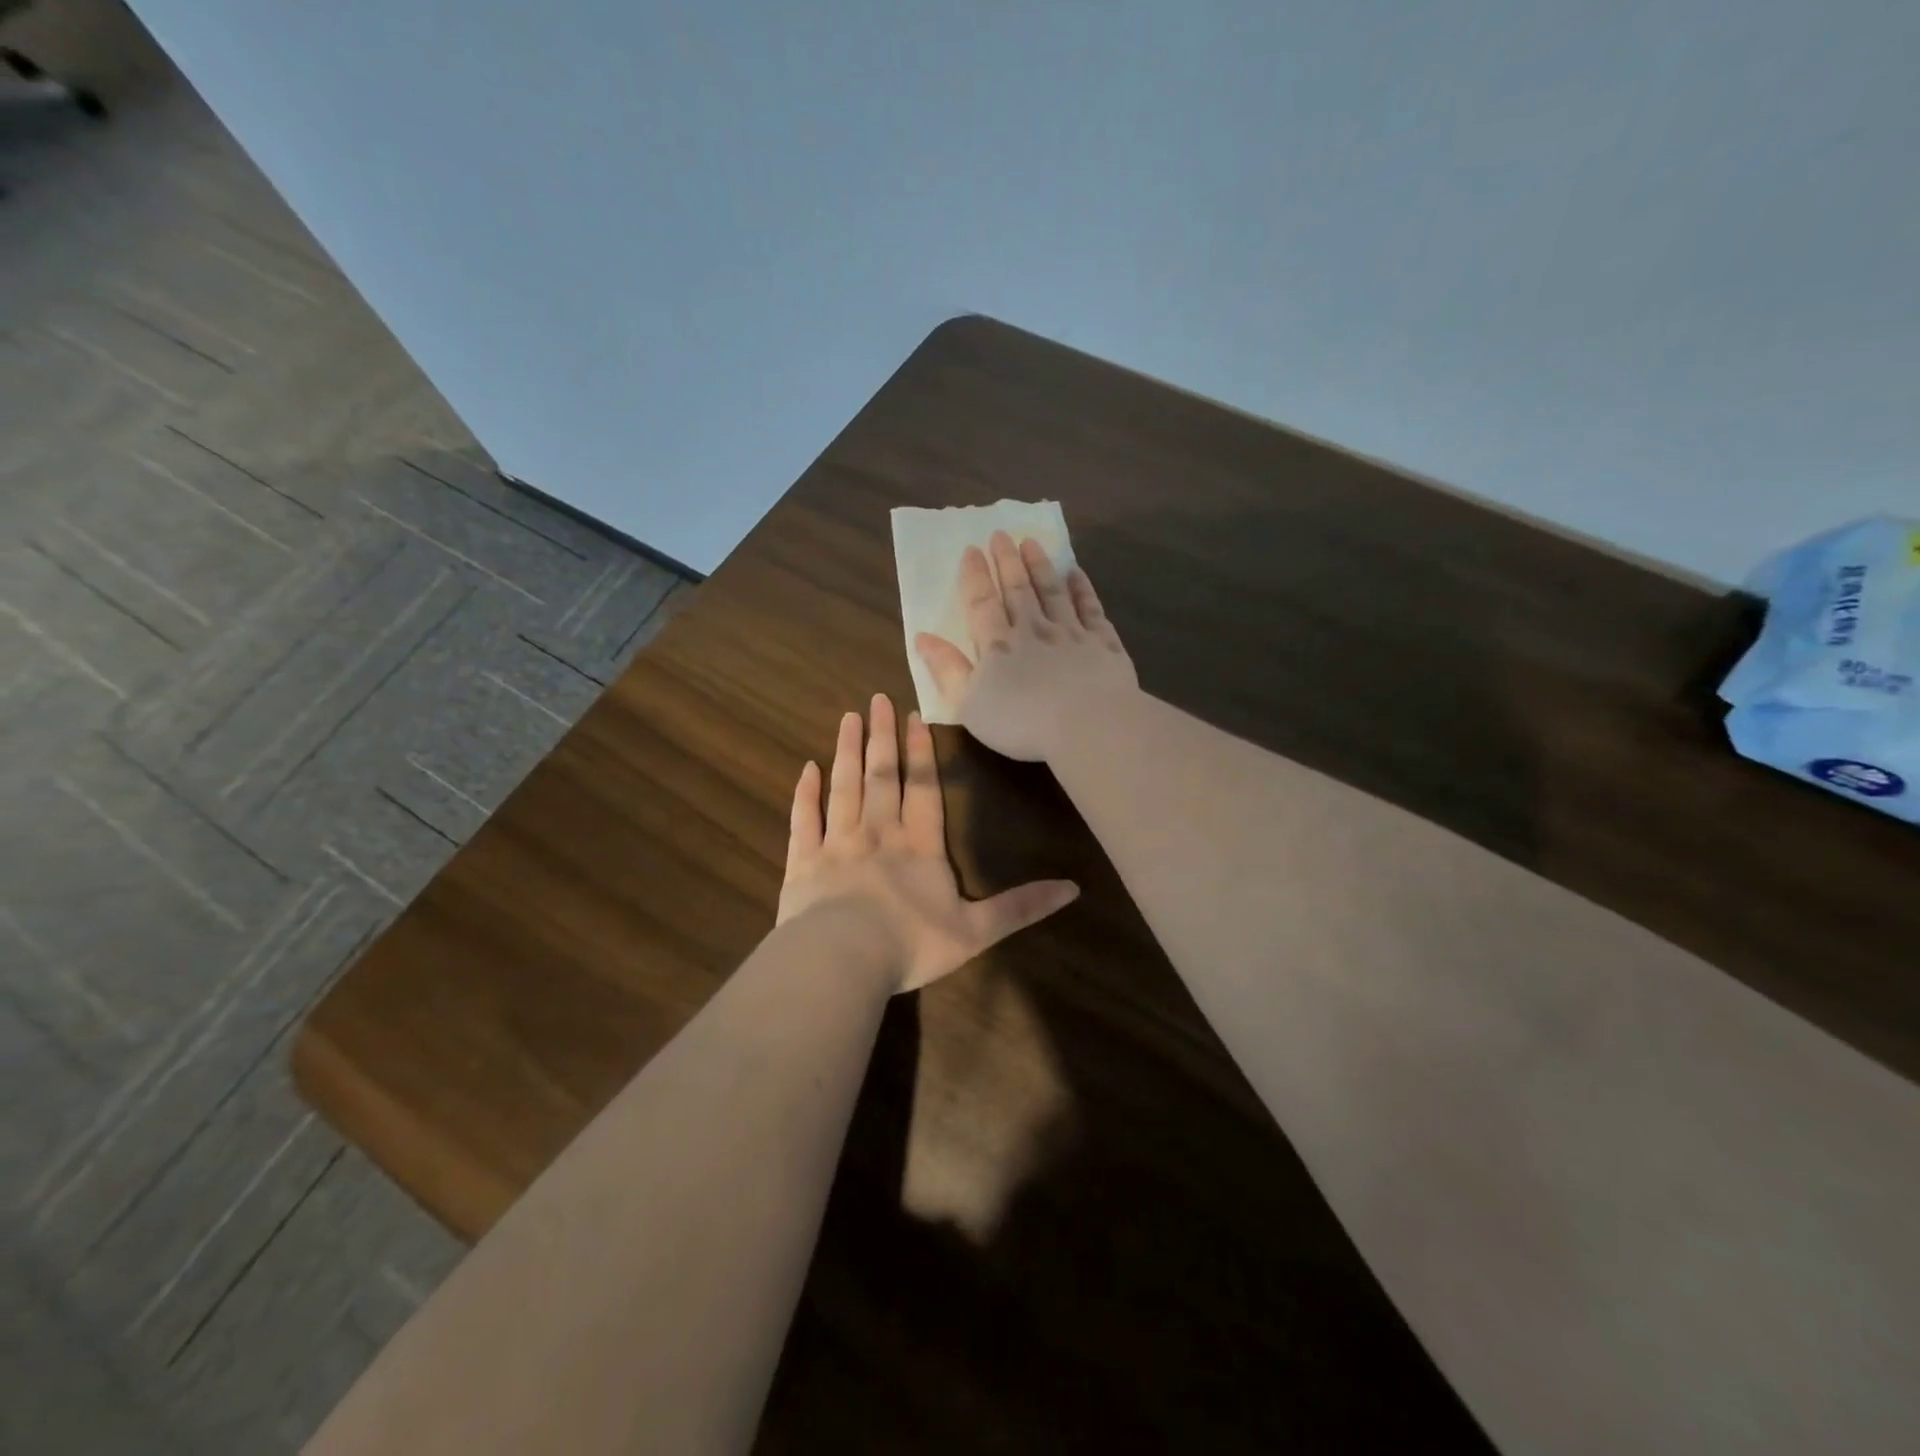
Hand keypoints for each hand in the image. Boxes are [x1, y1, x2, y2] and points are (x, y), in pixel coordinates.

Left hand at [777, 693, 1078, 991]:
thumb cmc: (911, 944)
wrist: (842, 959)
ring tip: (849, 718)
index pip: (923, 788)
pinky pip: (804, 818)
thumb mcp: (977, 931)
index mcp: (920, 845)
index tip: (915, 716)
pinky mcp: (803, 860)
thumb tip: (1073, 888)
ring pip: (844, 786)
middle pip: (882, 776)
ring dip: (847, 751)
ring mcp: (837, 842)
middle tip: (877, 699)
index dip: (921, 752)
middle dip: (882, 737)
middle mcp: (879, 832)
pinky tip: (806, 768)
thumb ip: (1020, 906)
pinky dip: (805, 793)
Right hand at [915, 532, 1138, 762]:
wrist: (1088, 725)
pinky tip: (1077, 574)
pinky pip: (1091, 609)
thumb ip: (947, 670)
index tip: (971, 549)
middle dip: (1007, 561)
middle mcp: (1034, 630)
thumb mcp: (969, 704)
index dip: (975, 576)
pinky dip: (1083, 589)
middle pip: (1018, 589)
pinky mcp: (1103, 643)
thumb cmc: (1021, 722)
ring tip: (1032, 543)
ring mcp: (1071, 634)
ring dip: (1041, 566)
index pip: (982, 604)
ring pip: (1053, 592)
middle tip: (1001, 534)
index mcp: (998, 646)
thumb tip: (923, 637)